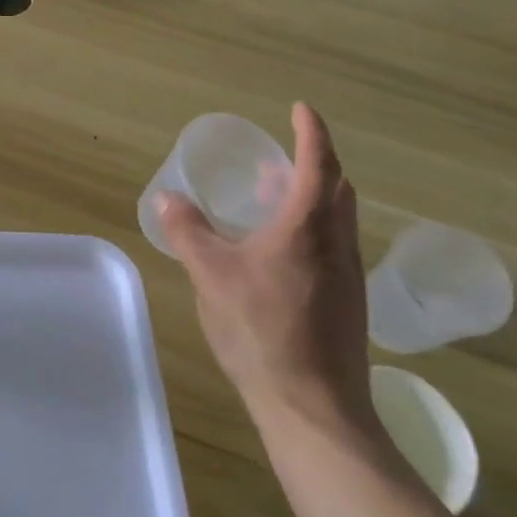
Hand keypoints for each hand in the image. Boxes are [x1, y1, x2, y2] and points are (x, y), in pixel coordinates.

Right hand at [156, 103, 373, 439]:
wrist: (314, 407)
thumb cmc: (262, 329)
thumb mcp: (211, 275)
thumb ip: (188, 231)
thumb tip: (168, 197)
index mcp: (308, 227)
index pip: (317, 163)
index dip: (310, 132)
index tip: (299, 109)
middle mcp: (337, 243)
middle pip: (337, 188)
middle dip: (314, 162)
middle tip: (280, 156)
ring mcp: (348, 275)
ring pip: (338, 218)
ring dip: (314, 196)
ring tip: (275, 198)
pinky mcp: (348, 303)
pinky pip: (334, 244)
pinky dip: (313, 227)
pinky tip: (281, 251)